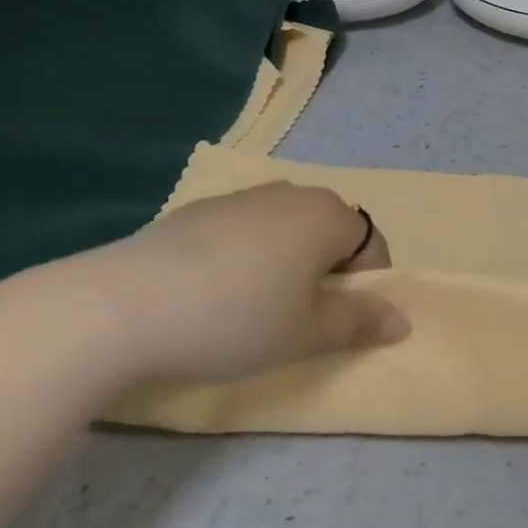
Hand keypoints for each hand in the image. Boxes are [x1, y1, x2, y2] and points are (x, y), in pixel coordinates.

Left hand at [55, 182, 406, 386]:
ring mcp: (243, 196)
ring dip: (286, 262)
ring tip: (253, 307)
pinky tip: (212, 292)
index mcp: (327, 215)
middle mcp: (292, 193)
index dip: (365, 285)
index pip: (371, 245)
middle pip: (329, 231)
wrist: (125, 304)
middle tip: (298, 318)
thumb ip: (359, 323)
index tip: (337, 322)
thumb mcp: (306, 333)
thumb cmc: (237, 318)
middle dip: (326, 272)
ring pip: (285, 229)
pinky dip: (245, 256)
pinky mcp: (200, 209)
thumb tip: (402, 320)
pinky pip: (244, 230)